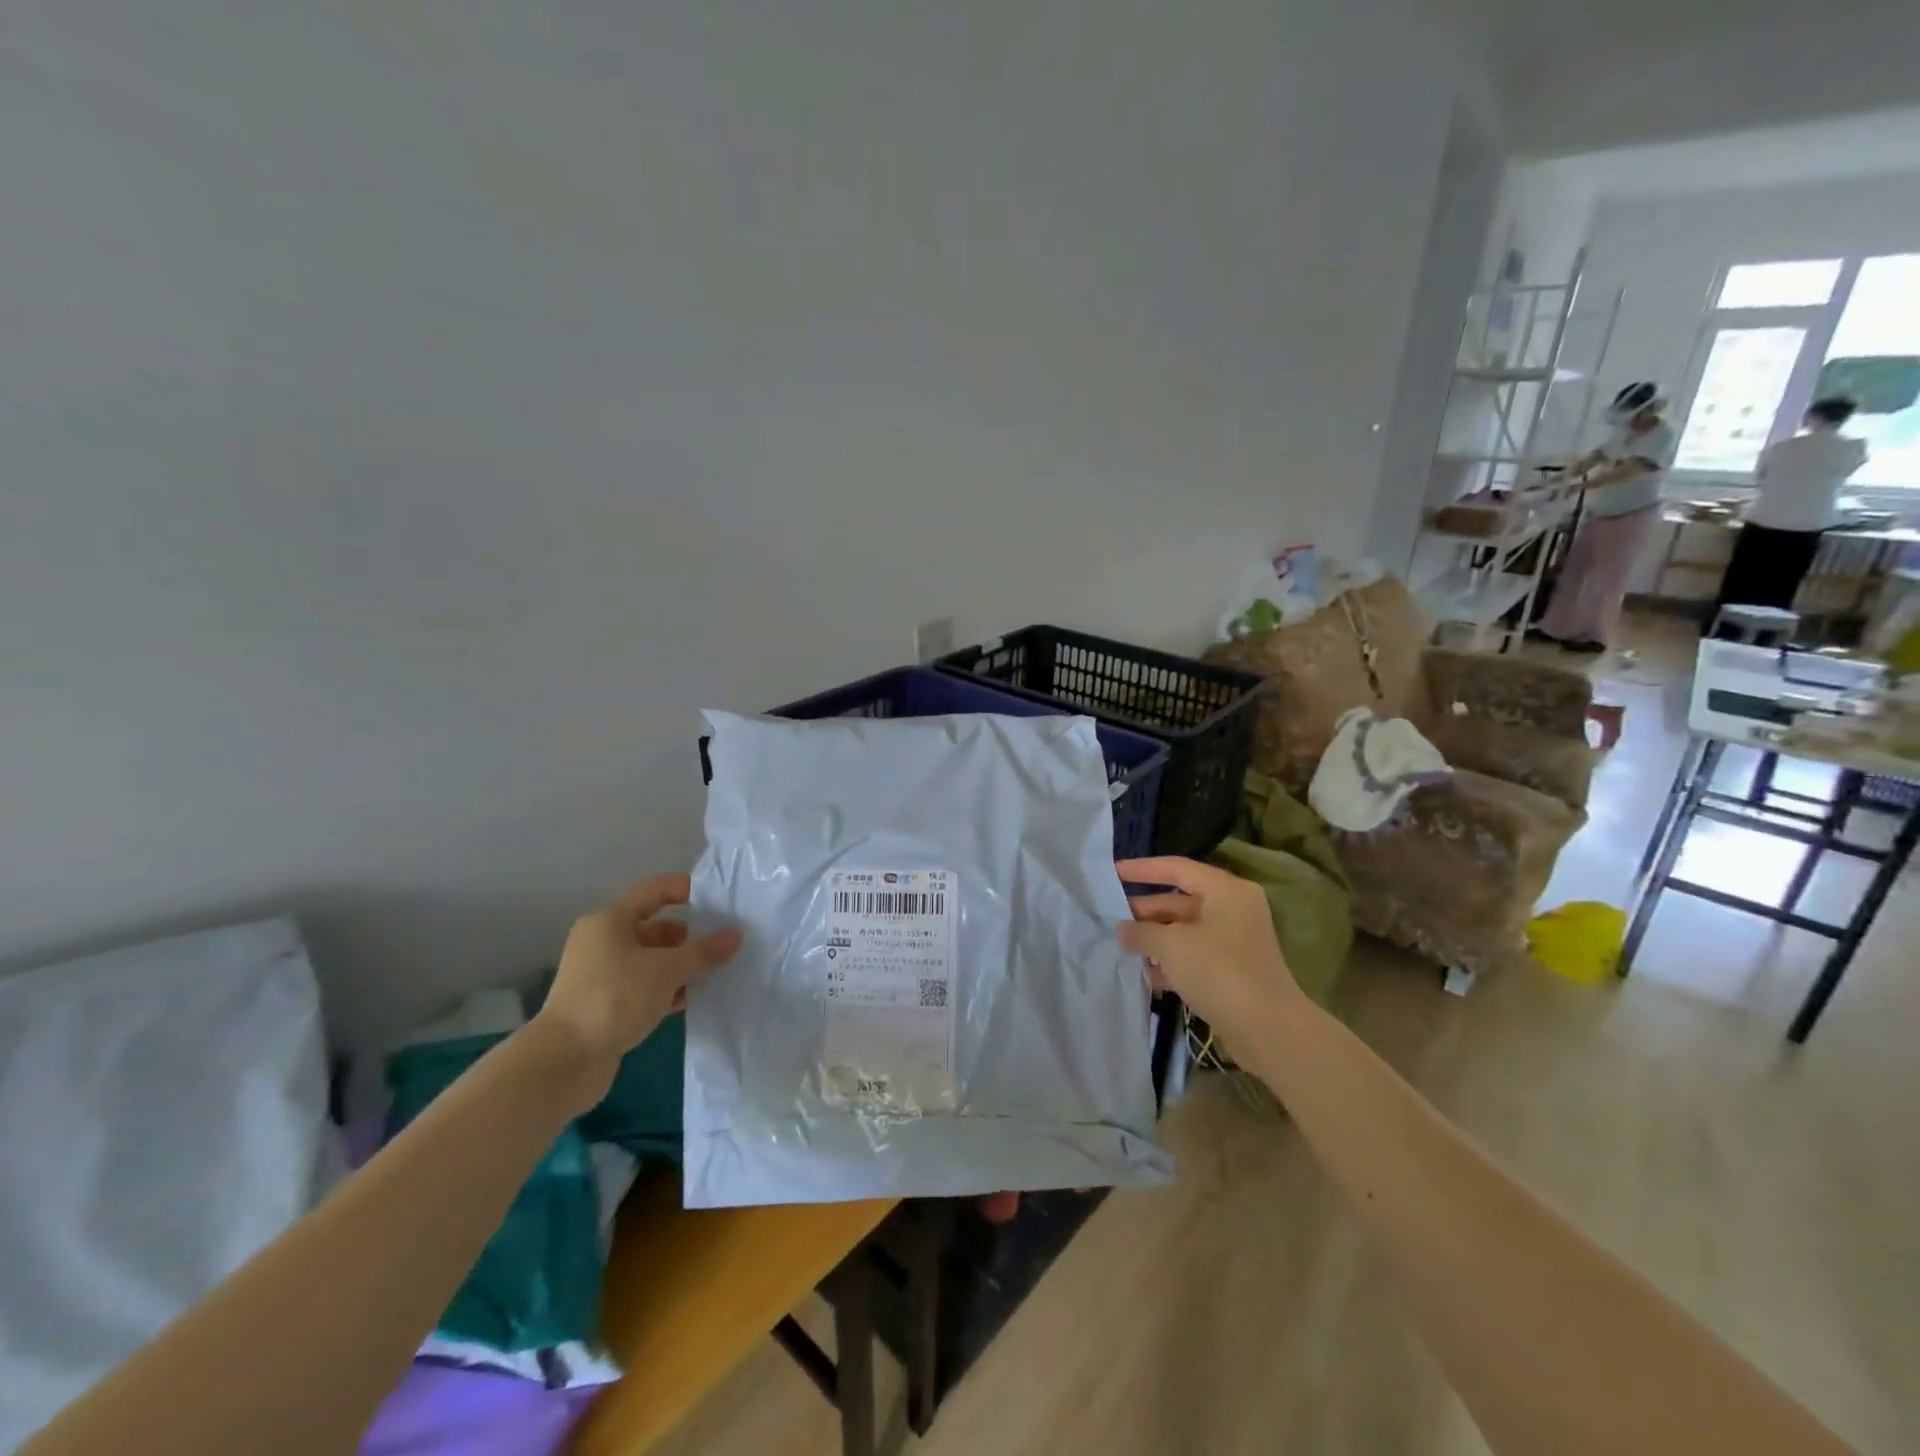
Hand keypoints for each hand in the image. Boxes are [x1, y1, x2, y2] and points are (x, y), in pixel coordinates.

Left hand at [532, 874, 740, 1092]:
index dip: (687, 890)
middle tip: (726, 946)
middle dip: (691, 937)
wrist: (564, 1062)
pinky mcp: (607, 1005)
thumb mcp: (666, 970)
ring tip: (719, 973)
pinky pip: (647, 987)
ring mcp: (604, 975)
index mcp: (610, 921)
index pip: (655, 891)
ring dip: (683, 967)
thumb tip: (735, 935)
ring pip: (654, 961)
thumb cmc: (614, 998)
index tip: (721, 900)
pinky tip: (696, 999)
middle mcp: (604, 942)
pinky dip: (670, 990)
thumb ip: (703, 951)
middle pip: (657, 928)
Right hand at [1116, 857, 1302, 1042]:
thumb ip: (1142, 932)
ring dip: (1155, 938)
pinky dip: (1171, 961)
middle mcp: (1233, 909)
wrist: (1269, 1030)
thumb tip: (1122, 929)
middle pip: (1180, 901)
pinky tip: (1145, 973)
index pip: (1177, 869)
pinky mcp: (1233, 971)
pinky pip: (1194, 955)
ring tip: (1122, 946)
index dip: (1143, 869)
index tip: (1113, 872)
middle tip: (1111, 918)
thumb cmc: (1219, 971)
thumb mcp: (1171, 946)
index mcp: (1226, 891)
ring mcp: (1235, 942)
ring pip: (1185, 931)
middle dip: (1145, 911)